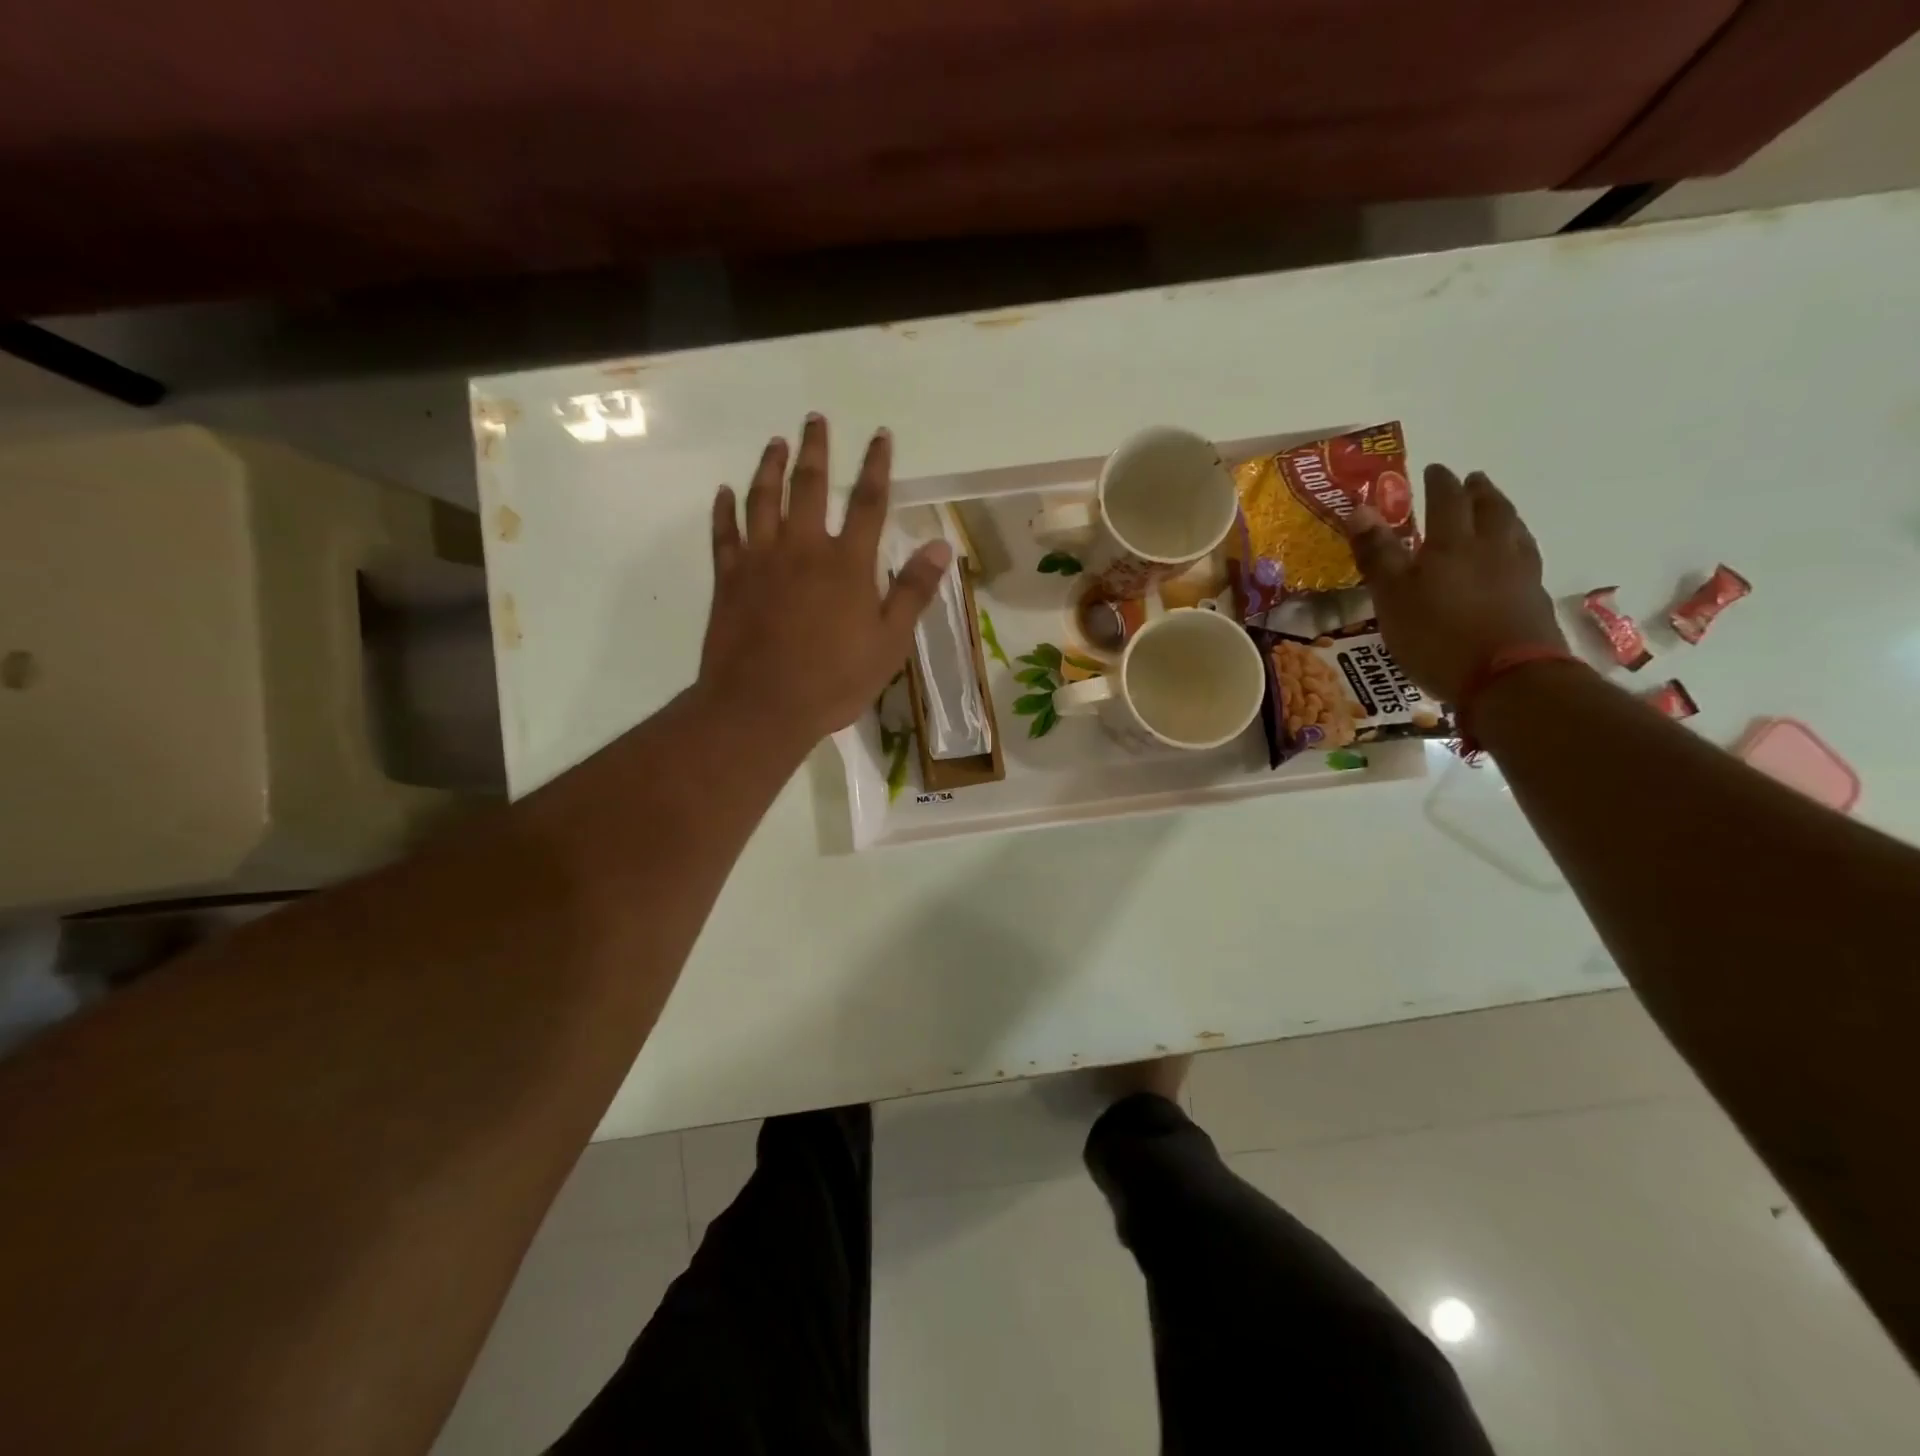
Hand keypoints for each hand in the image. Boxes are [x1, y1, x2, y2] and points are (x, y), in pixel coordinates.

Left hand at [699, 414, 951, 747]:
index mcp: (847, 563)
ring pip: (764, 499)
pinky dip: (724, 510)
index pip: (869, 503)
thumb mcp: (889, 643)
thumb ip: (913, 592)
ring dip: (770, 467)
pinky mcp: (729, 578)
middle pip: (810, 485)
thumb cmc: (834, 680)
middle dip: (816, 449)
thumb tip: (940, 546)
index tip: (880, 435)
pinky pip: (724, 533)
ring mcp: (761, 559)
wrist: (762, 705)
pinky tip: (725, 492)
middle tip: (814, 419)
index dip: (877, 466)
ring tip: (775, 443)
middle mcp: (803, 548)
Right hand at [1345, 464, 1565, 702]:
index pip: (1446, 500)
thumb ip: (1377, 553)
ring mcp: (1520, 573)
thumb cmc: (1437, 635)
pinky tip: (1512, 556)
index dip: (1439, 483)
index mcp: (1453, 543)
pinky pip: (1525, 558)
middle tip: (1472, 481)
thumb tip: (1358, 508)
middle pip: (1490, 509)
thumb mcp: (1392, 595)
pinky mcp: (1534, 600)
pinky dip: (1516, 546)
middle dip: (1479, 492)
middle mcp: (1492, 548)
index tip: (1434, 469)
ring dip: (1503, 514)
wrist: (1507, 679)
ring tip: (1496, 511)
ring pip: (1514, 530)